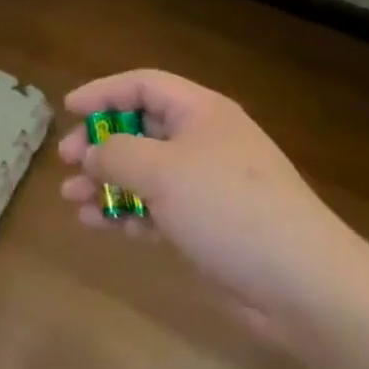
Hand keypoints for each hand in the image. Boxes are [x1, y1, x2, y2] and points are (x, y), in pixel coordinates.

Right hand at [58, 71, 368, 341]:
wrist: (302, 284)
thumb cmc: (228, 208)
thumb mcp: (162, 171)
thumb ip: (115, 154)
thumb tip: (89, 152)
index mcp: (200, 112)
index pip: (143, 84)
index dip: (102, 92)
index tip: (68, 109)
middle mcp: (203, 141)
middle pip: (140, 128)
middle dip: (100, 143)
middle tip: (66, 161)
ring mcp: (206, 185)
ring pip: (144, 172)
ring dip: (106, 182)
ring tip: (71, 200)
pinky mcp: (207, 225)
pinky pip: (156, 208)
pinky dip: (127, 212)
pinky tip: (100, 226)